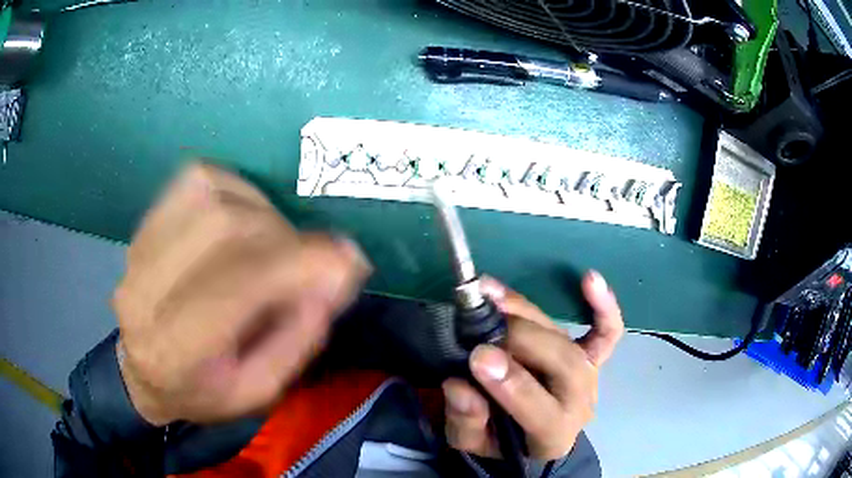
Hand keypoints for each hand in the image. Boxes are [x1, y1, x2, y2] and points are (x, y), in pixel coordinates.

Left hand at [113, 163, 370, 425]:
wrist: (144, 370)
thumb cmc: (202, 390)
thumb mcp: (259, 390)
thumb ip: (298, 337)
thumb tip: (336, 273)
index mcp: (175, 349)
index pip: (235, 286)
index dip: (297, 263)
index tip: (347, 260)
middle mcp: (147, 289)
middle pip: (224, 227)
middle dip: (283, 237)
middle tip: (307, 261)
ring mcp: (140, 248)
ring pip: (212, 195)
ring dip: (262, 212)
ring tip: (275, 244)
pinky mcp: (145, 223)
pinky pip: (199, 180)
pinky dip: (237, 189)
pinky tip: (246, 218)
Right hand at [442, 272, 623, 459]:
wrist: (530, 435)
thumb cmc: (500, 439)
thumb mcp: (470, 441)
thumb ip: (465, 420)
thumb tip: (460, 385)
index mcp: (552, 437)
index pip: (541, 411)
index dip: (512, 384)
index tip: (479, 356)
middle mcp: (578, 403)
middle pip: (563, 366)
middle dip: (522, 340)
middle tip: (480, 322)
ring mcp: (590, 377)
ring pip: (567, 341)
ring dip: (530, 315)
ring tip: (491, 295)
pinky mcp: (594, 358)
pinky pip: (607, 332)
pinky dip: (604, 306)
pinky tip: (589, 279)